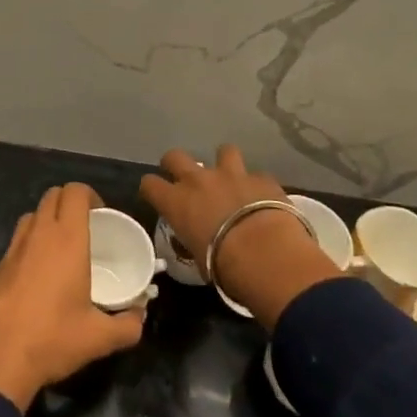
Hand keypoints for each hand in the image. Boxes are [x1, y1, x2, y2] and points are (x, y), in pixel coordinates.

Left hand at [0, 183, 146, 411]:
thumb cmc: (52, 340)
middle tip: (85, 229)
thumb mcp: (99, 338)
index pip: (75, 191)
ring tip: (62, 249)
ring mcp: (12, 249)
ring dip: (47, 220)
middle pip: (52, 196)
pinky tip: (38, 277)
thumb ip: (128, 325)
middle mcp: (38, 235)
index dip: (90, 195)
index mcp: (66, 240)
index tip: (102, 216)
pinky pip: (16, 242)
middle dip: (70, 203)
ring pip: (31, 216)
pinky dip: (29, 245)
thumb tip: (140, 317)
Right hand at [139, 145, 344, 329]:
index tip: (158, 197)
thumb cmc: (224, 266)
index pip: (149, 184)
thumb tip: (193, 241)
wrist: (267, 254)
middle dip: (177, 164)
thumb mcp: (197, 260)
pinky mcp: (261, 178)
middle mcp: (198, 180)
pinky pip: (256, 175)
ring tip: (231, 179)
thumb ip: (191, 242)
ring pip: (223, 151)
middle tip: (186, 180)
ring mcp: (231, 174)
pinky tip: (263, 198)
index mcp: (176, 202)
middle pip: (175, 156)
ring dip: (224, 164)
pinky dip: (257, 185)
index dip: (152, 189)